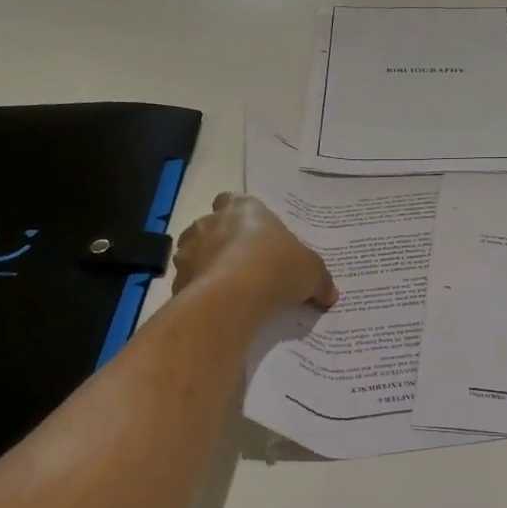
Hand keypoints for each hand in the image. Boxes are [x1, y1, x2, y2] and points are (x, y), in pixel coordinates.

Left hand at [173, 193, 338, 314]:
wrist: (232, 299)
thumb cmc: (276, 269)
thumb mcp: (312, 273)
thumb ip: (320, 281)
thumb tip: (330, 294)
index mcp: (244, 208)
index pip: (236, 200)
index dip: (243, 216)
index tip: (256, 234)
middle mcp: (211, 221)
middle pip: (213, 224)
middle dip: (223, 240)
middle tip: (245, 263)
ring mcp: (189, 249)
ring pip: (195, 251)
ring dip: (208, 264)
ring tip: (229, 288)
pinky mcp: (176, 279)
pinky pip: (189, 282)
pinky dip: (200, 291)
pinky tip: (217, 307)